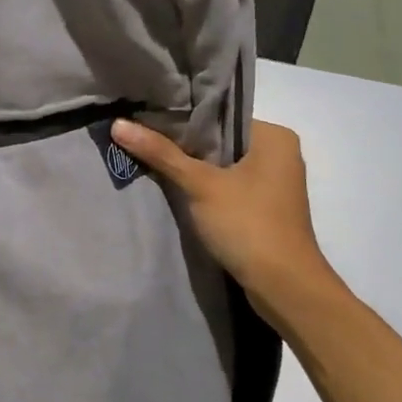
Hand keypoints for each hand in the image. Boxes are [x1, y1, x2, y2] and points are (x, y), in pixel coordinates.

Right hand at [111, 118, 335, 303]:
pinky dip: (203, 185)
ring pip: (222, 164)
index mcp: (274, 137)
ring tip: (148, 156)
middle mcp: (279, 153)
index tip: (144, 116)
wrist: (283, 286)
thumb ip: (160, 153)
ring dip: (191, 166)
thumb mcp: (200, 184)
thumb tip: (117, 124)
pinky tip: (173, 185)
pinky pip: (227, 185)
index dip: (181, 116)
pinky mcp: (264, 207)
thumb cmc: (248, 225)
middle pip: (219, 140)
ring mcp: (273, 183)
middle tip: (139, 135)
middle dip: (182, 142)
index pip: (220, 115)